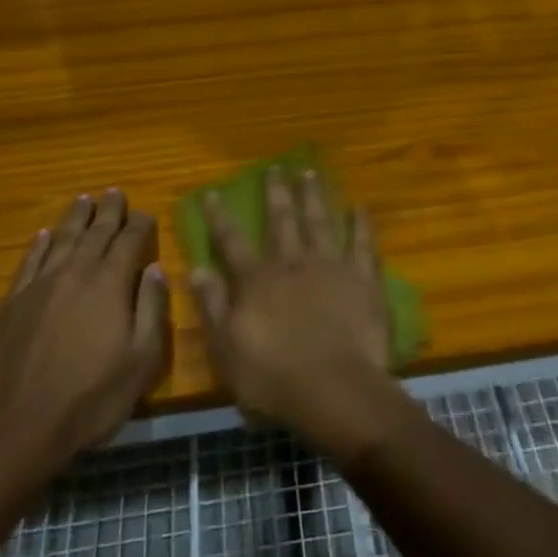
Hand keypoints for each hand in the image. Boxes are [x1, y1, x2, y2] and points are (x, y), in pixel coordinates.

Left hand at [0, 191, 170, 482]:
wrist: (16, 427)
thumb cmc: (90, 398)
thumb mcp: (141, 361)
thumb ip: (152, 310)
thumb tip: (157, 269)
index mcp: (109, 284)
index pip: (128, 241)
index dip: (140, 224)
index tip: (147, 213)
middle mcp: (75, 273)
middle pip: (95, 232)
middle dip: (109, 211)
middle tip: (115, 193)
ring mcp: (40, 286)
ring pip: (61, 239)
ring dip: (75, 218)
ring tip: (84, 200)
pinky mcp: (13, 303)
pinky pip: (29, 262)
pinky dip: (38, 245)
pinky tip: (42, 235)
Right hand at [189, 168, 395, 458]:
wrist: (334, 389)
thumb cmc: (273, 378)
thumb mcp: (227, 349)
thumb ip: (212, 306)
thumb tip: (195, 268)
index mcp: (257, 280)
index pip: (232, 241)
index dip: (220, 216)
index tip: (212, 192)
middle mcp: (292, 263)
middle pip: (282, 220)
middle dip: (276, 193)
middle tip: (275, 167)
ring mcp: (330, 266)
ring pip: (320, 221)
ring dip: (314, 196)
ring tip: (310, 172)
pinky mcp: (362, 278)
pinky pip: (362, 243)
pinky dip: (361, 224)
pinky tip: (361, 207)